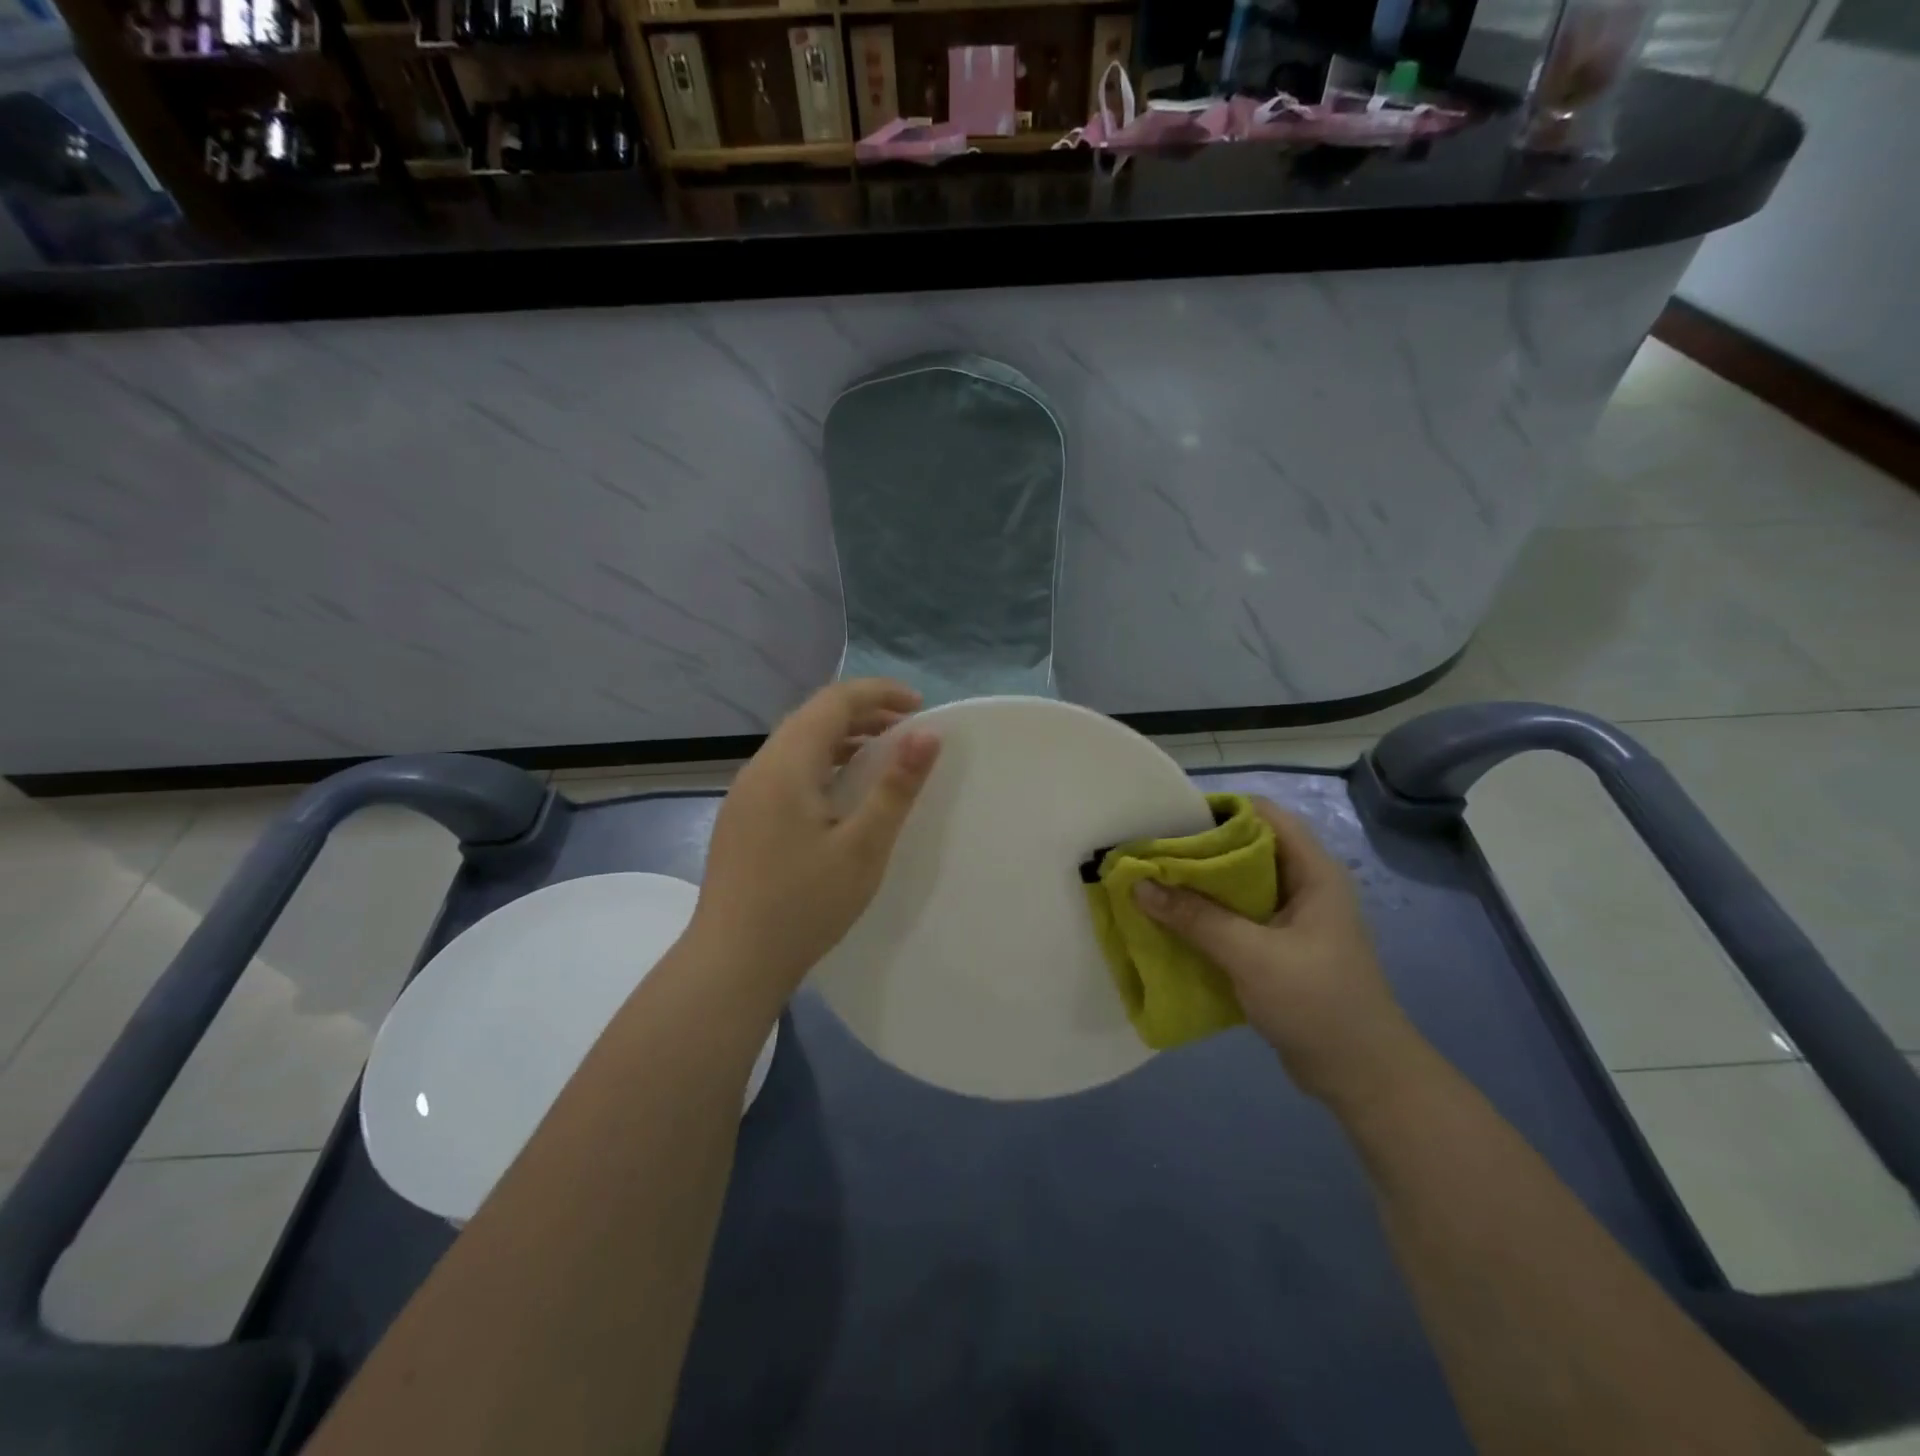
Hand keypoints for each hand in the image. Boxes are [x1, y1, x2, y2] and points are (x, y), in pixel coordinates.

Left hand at [690, 679, 939, 997]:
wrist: (732, 962)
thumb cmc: (803, 905)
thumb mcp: (862, 848)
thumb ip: (896, 787)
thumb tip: (927, 734)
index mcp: (786, 764)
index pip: (834, 700)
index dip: (880, 693)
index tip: (921, 708)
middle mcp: (759, 767)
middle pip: (814, 716)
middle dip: (864, 713)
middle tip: (908, 733)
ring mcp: (746, 793)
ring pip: (799, 743)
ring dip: (843, 739)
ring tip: (883, 758)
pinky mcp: (743, 817)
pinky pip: (787, 770)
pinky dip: (823, 764)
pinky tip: (843, 794)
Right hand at [1133, 797, 1417, 1106]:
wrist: (1363, 1078)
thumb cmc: (1318, 1003)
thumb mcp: (1252, 956)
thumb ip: (1196, 917)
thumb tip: (1138, 885)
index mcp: (1313, 872)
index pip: (1263, 814)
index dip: (1218, 810)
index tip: (1170, 819)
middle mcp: (1302, 887)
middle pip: (1245, 848)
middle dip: (1197, 849)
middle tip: (1149, 854)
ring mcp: (1291, 920)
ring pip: (1236, 886)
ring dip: (1196, 886)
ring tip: (1150, 885)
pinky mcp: (1277, 949)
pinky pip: (1234, 919)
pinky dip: (1204, 917)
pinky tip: (1171, 923)